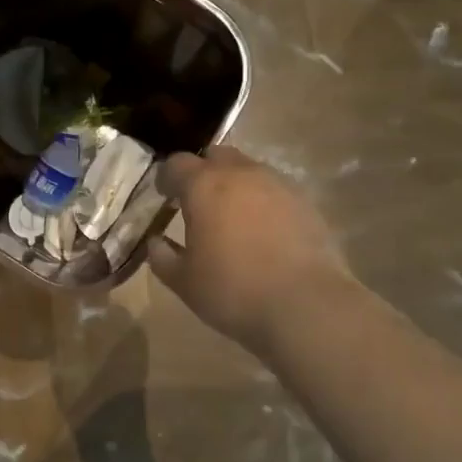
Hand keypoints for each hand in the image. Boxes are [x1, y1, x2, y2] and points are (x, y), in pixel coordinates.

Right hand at [148, 147, 351, 354]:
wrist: (306, 305)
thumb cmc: (234, 290)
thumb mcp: (184, 281)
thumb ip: (162, 257)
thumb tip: (155, 242)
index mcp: (204, 186)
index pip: (177, 163)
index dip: (167, 177)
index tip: (163, 195)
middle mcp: (241, 174)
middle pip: (216, 156)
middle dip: (203, 172)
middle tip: (197, 200)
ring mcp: (277, 184)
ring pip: (248, 170)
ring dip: (235, 184)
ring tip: (231, 215)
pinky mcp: (305, 202)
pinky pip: (274, 190)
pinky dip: (262, 201)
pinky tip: (262, 229)